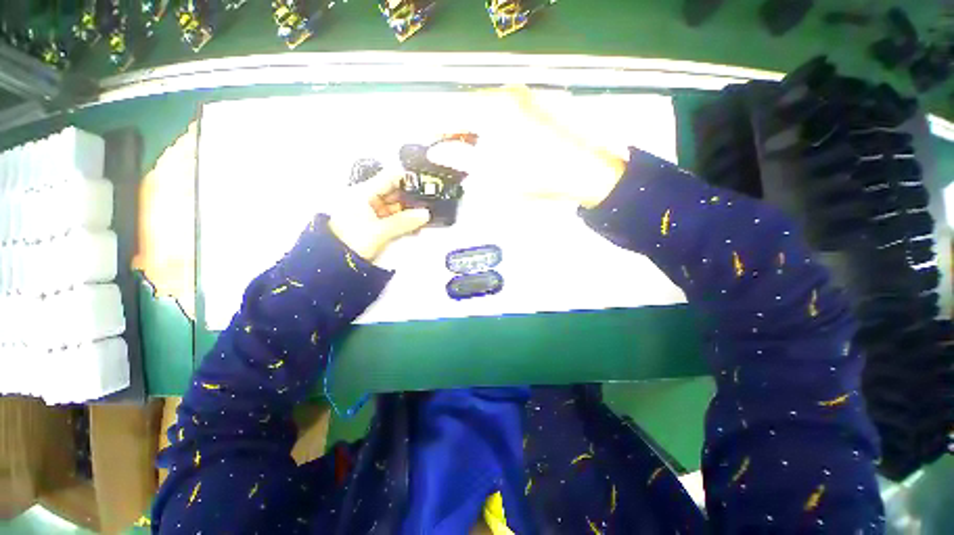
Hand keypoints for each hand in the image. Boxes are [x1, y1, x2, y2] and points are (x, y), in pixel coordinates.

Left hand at [328, 168, 430, 261]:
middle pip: (394, 192)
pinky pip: (391, 218)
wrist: (333, 263)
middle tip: (428, 205)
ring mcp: (370, 211)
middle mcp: (367, 198)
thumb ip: (404, 222)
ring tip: (424, 219)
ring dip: (408, 213)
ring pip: (394, 207)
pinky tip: (414, 227)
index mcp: (364, 193)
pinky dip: (402, 221)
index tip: (425, 185)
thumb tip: (425, 214)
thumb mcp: (380, 231)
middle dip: (411, 199)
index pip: (390, 177)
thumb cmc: (352, 241)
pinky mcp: (373, 223)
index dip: (408, 179)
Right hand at [428, 85, 628, 208]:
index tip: (430, 146)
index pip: (450, 111)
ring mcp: (523, 97)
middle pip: (467, 107)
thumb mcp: (492, 172)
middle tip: (451, 154)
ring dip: (473, 130)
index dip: (436, 129)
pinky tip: (493, 145)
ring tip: (471, 154)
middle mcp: (506, 93)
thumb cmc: (534, 175)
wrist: (583, 171)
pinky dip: (491, 127)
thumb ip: (461, 157)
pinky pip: (503, 112)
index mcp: (492, 108)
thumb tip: (437, 149)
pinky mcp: (535, 105)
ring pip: (485, 110)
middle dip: (455, 130)